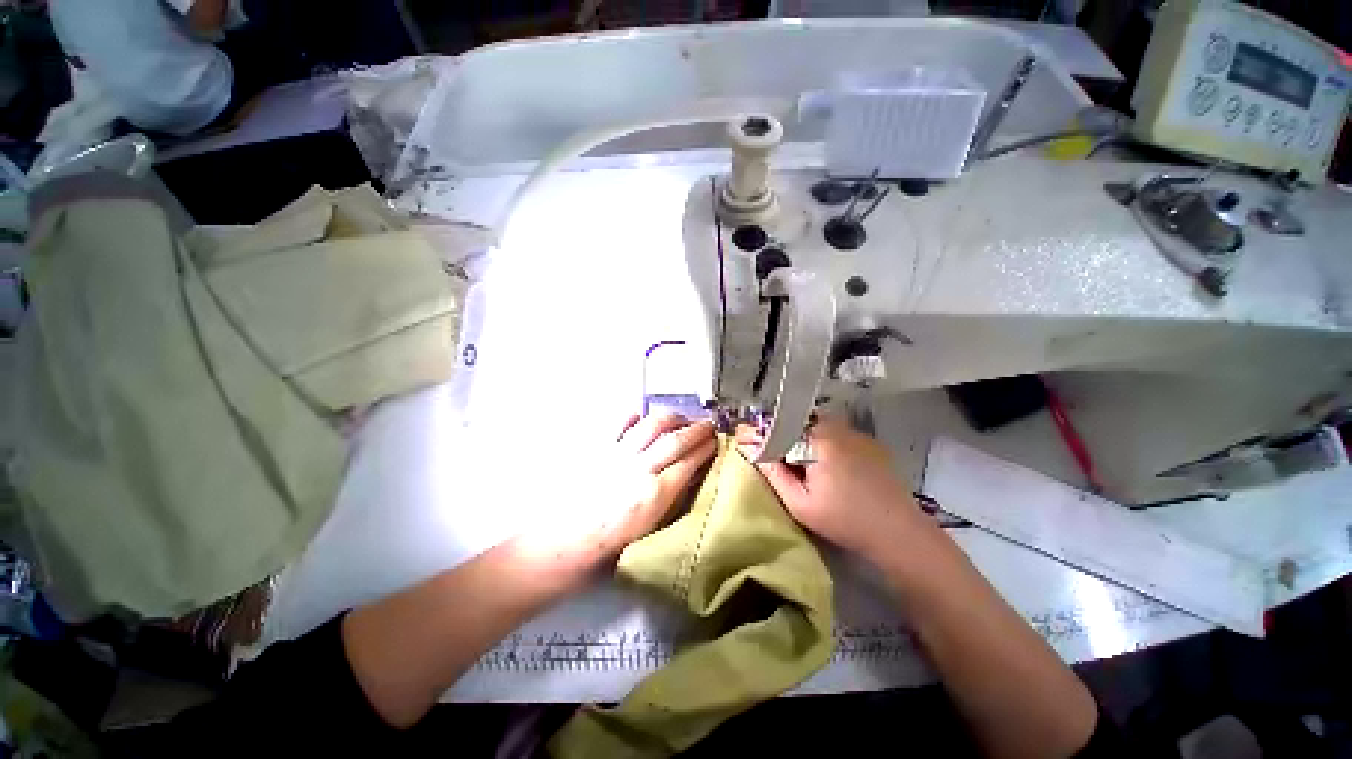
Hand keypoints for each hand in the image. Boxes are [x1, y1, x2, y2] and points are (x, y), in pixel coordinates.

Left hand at [518, 413, 715, 587]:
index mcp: (654, 496)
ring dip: (671, 417)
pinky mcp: (597, 449)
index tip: (715, 442)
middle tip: (707, 425)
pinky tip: (642, 417)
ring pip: (651, 425)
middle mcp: (640, 469)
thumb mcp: (647, 533)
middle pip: (675, 439)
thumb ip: (670, 503)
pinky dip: (634, 416)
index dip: (706, 449)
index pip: (689, 463)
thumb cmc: (604, 552)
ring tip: (680, 418)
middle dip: (696, 428)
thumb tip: (688, 480)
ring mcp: (617, 455)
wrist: (557, 547)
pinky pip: (620, 424)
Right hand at [738, 415, 928, 560]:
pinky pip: (837, 433)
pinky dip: (823, 441)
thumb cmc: (845, 521)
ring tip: (797, 461)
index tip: (746, 442)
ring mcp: (857, 433)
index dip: (762, 432)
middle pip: (799, 420)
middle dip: (782, 433)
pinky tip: (826, 464)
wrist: (899, 534)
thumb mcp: (800, 503)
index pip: (781, 424)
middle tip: (773, 454)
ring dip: (802, 436)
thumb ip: (773, 473)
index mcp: (820, 439)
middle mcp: (839, 427)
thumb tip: (750, 448)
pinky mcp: (869, 442)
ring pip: (818, 425)